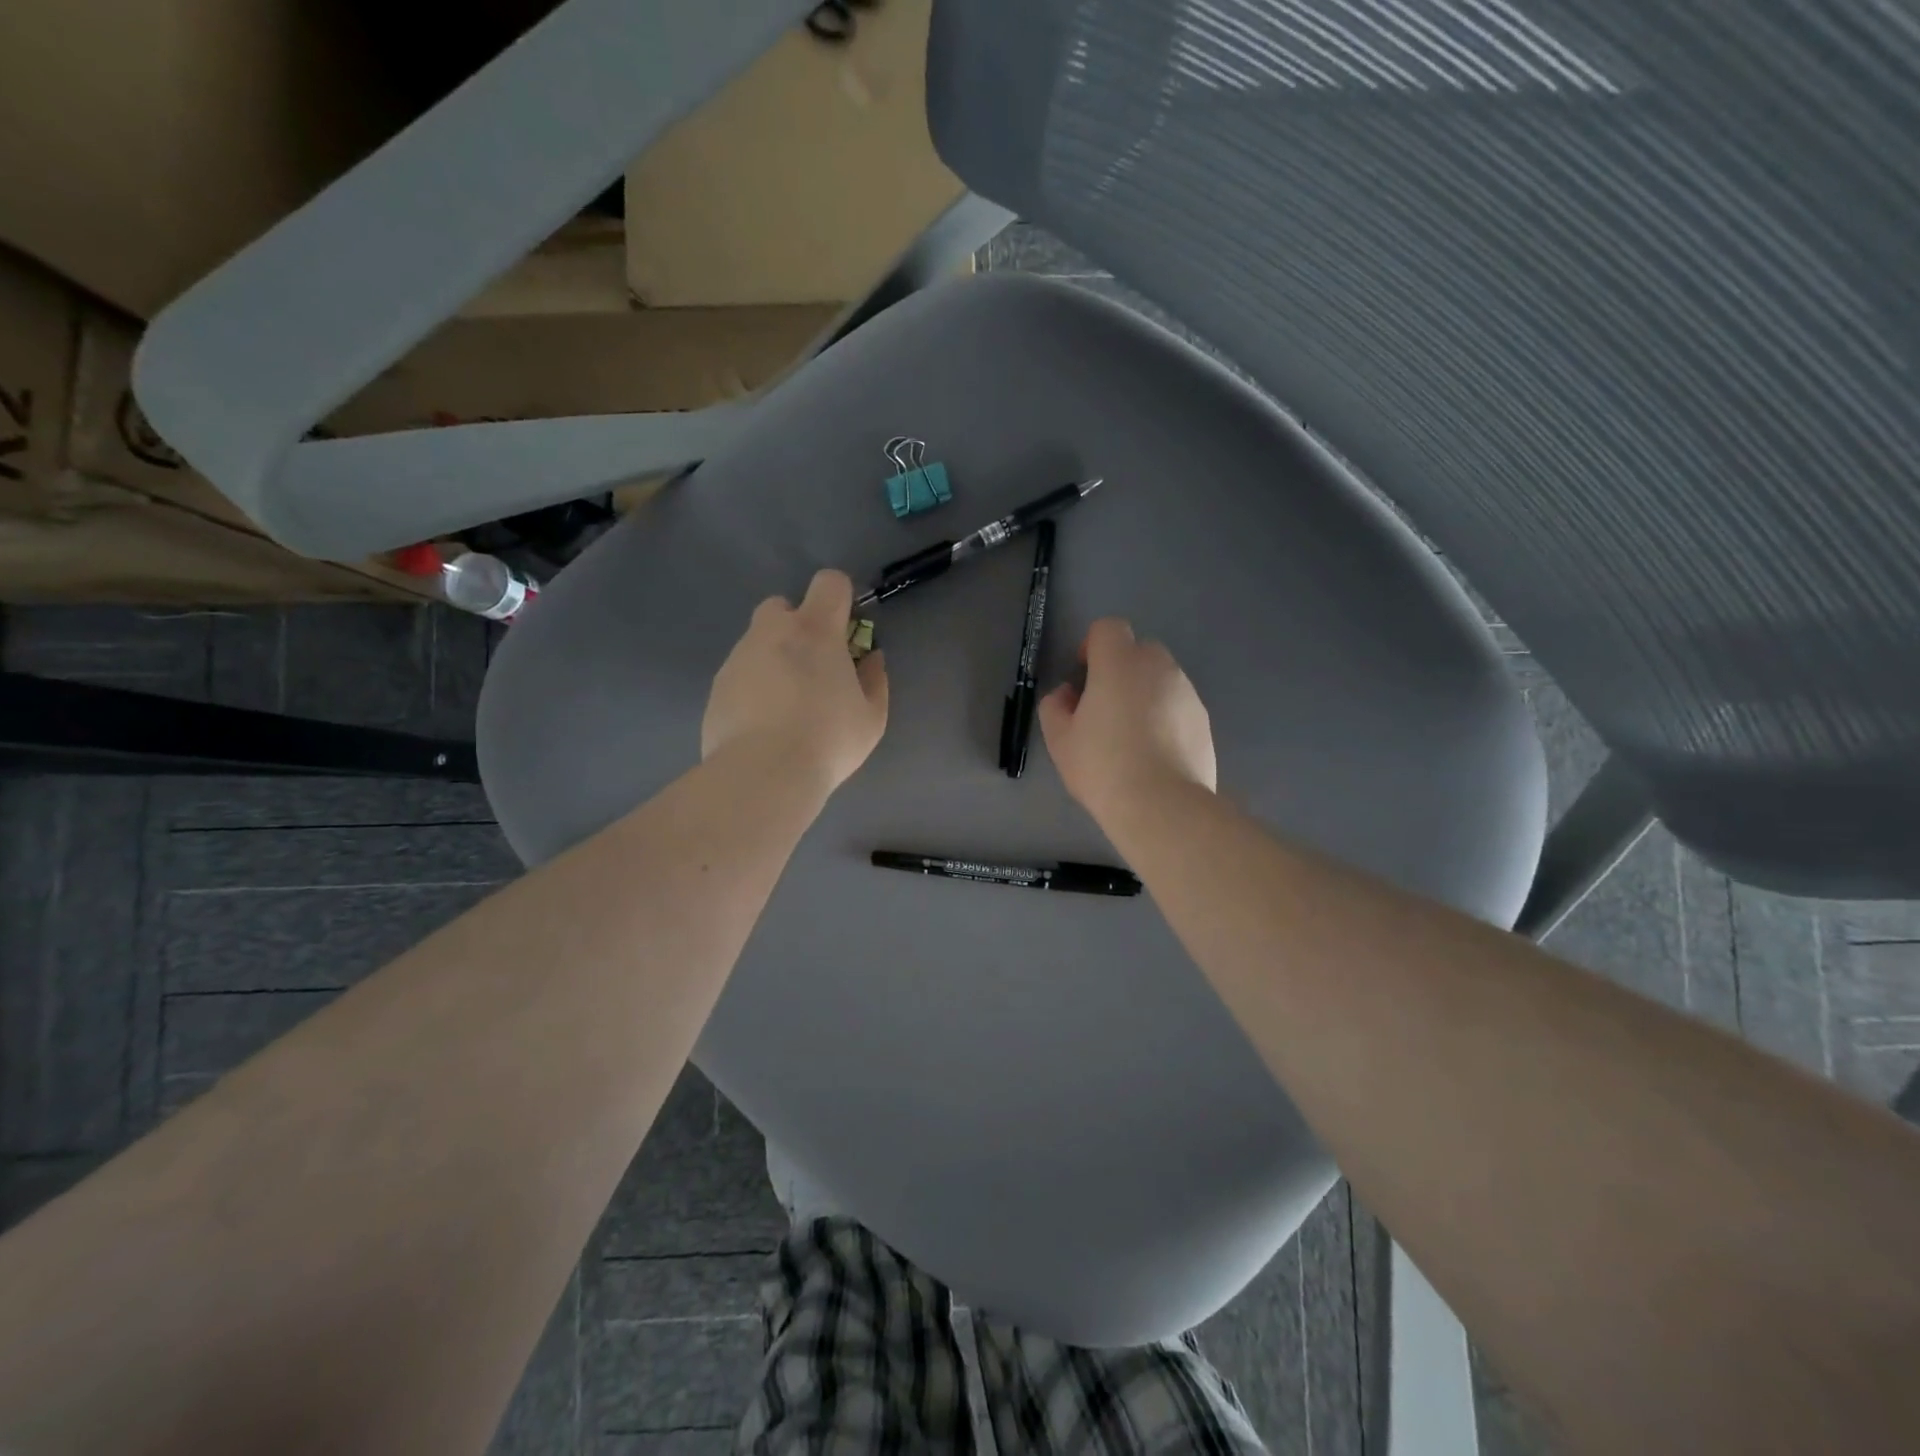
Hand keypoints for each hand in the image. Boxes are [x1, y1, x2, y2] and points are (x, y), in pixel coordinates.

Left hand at [702, 569, 888, 793]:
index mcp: (815, 631)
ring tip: (786, 705)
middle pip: (782, 605)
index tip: (845, 630)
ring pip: (757, 641)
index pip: (829, 582)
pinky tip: (763, 724)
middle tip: (811, 666)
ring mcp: (738, 658)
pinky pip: (740, 674)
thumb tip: (871, 659)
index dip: (840, 598)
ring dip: (773, 658)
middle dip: (797, 625)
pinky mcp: (717, 686)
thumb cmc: (827, 740)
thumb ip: (874, 680)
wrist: (762, 774)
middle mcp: (772, 632)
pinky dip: (752, 687)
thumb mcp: (870, 717)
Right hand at [1039, 618, 1215, 819]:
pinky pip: (1178, 706)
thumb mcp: (1059, 739)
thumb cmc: (1102, 766)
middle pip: (1138, 650)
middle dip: (1121, 668)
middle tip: (1105, 707)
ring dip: (1145, 693)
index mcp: (1119, 663)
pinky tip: (1155, 754)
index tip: (1084, 675)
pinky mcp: (1204, 720)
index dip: (1093, 646)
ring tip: (1132, 736)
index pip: (1108, 628)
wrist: (1162, 806)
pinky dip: (1166, 717)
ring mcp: (1187, 692)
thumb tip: (1068, 694)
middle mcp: (1159, 667)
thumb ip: (1056, 706)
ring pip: (1161, 679)